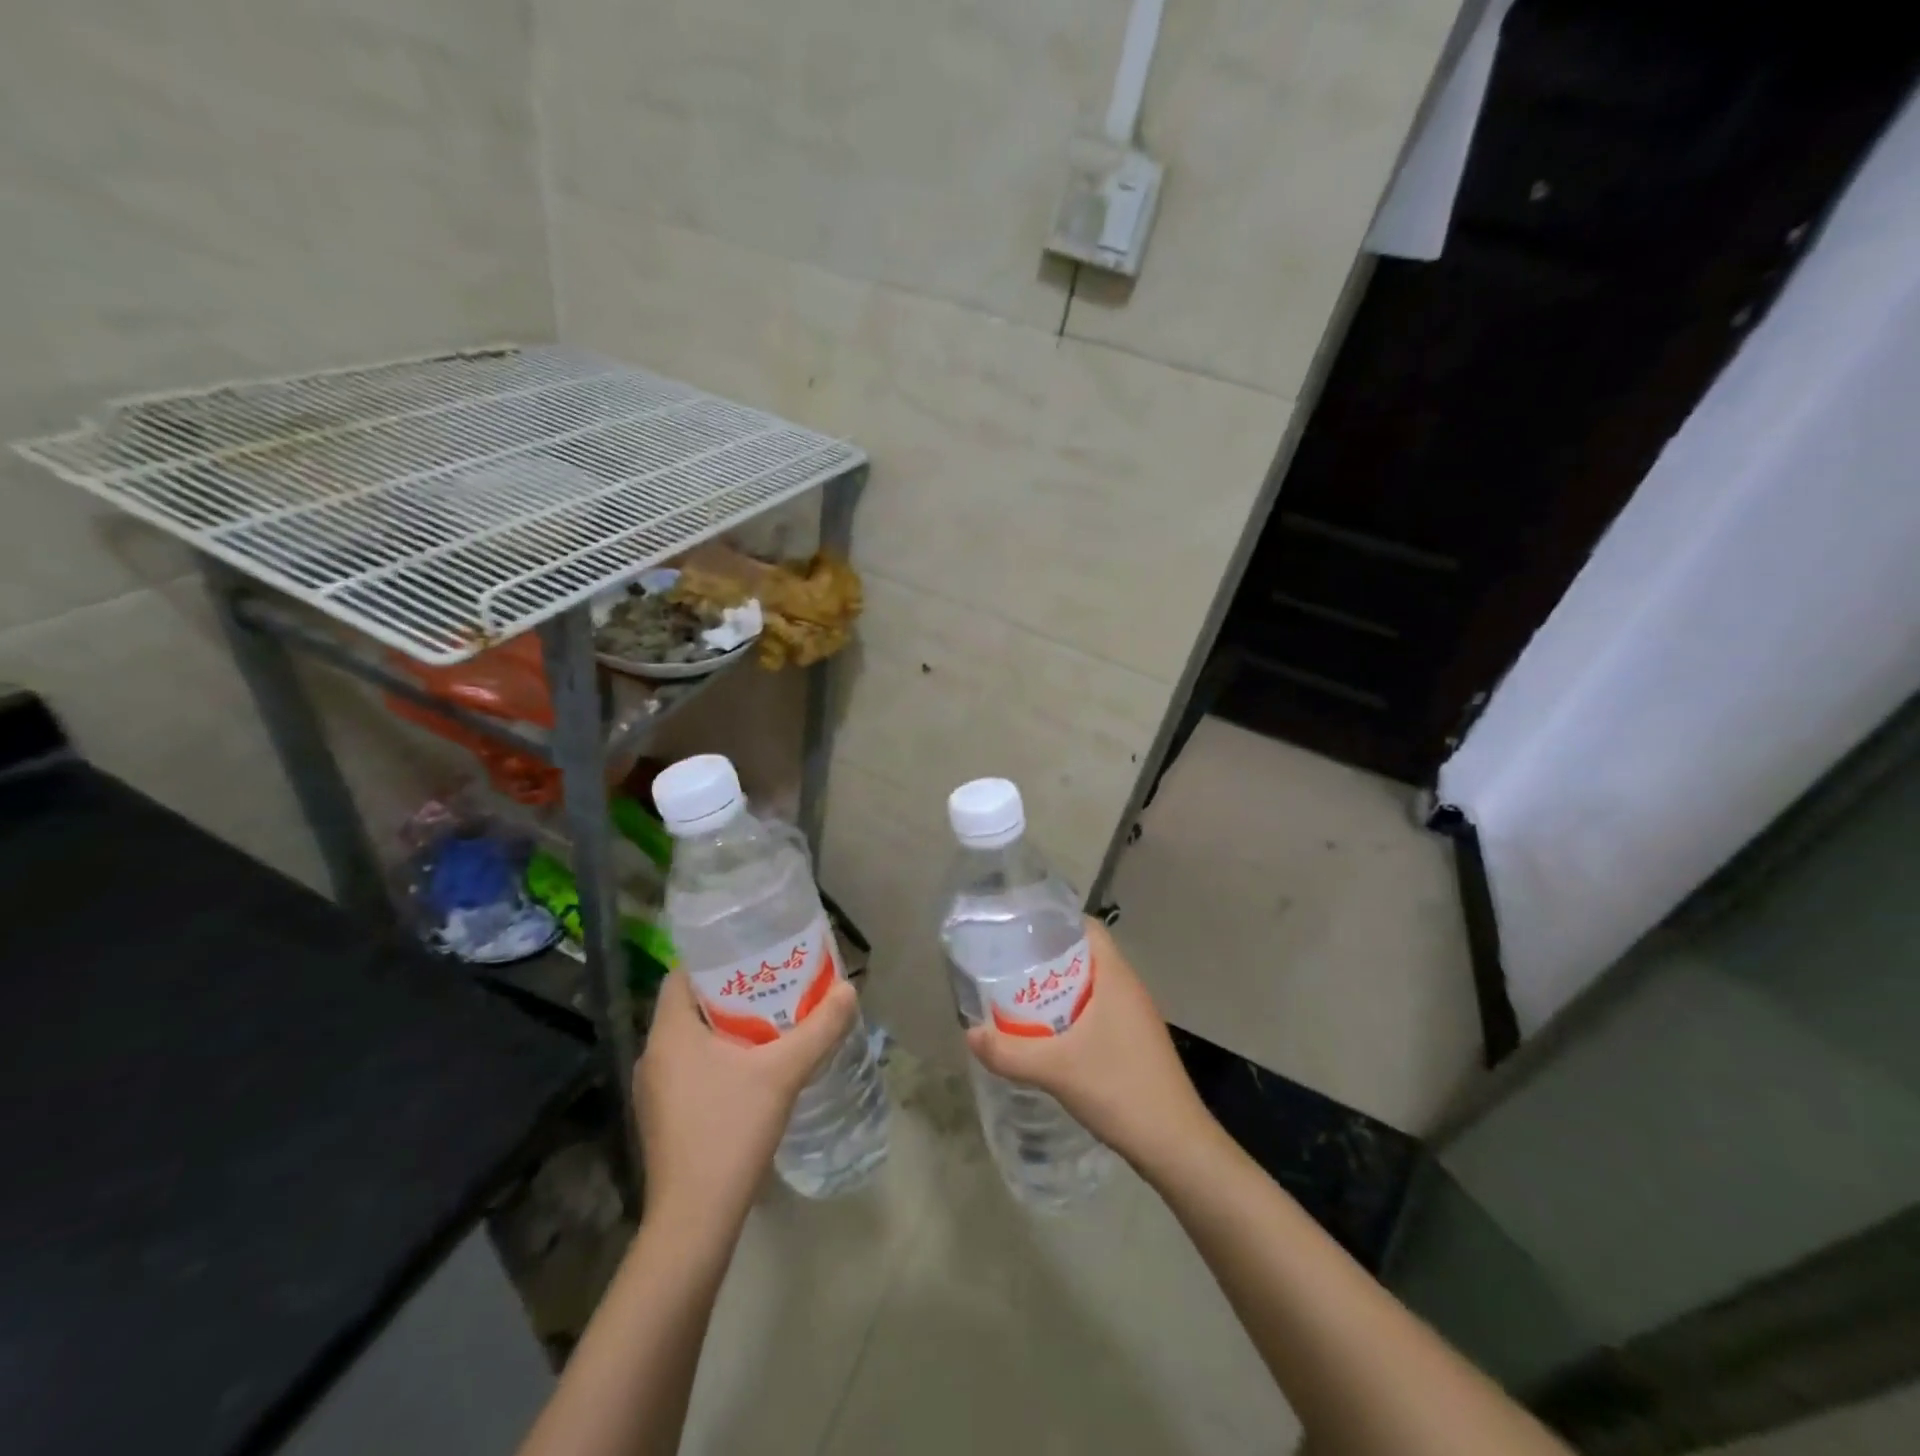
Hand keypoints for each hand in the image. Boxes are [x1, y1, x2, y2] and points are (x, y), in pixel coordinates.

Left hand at [635, 970, 858, 1233]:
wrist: (695, 1220)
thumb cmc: (730, 1131)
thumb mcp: (783, 1072)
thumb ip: (819, 1028)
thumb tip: (849, 989)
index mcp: (669, 1034)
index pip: (681, 974)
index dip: (715, 958)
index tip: (754, 954)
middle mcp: (653, 1056)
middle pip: (690, 1006)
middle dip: (732, 992)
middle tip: (774, 984)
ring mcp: (654, 1091)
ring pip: (692, 1040)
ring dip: (727, 1027)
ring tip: (771, 1021)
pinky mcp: (664, 1118)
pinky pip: (691, 1069)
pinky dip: (719, 1058)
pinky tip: (754, 1069)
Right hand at [965, 919, 1216, 1176]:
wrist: (1174, 1145)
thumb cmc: (1120, 1089)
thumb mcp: (1057, 1069)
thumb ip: (1010, 1052)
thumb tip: (969, 1034)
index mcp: (1116, 977)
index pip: (1085, 928)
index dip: (1053, 922)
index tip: (1018, 930)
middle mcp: (1128, 988)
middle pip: (1084, 955)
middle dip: (1046, 957)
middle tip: (1007, 964)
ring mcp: (1134, 1017)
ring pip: (1090, 986)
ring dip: (1058, 989)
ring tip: (1018, 996)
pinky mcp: (1134, 1042)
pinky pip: (1096, 1011)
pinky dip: (1071, 1013)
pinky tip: (1047, 1034)